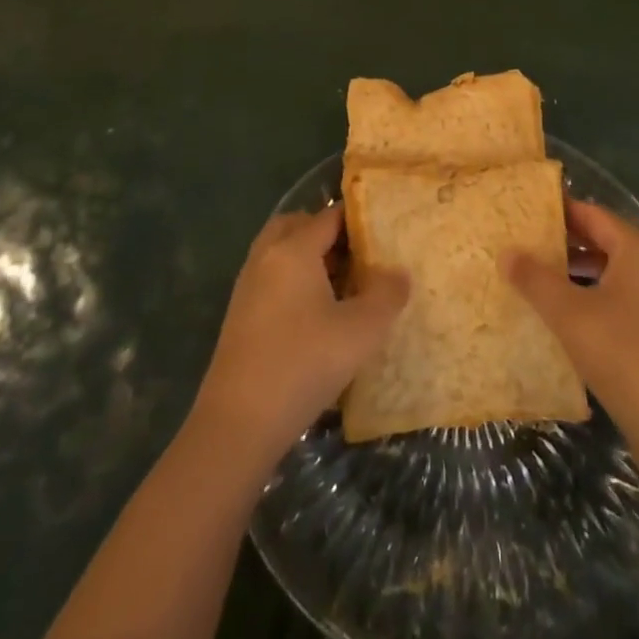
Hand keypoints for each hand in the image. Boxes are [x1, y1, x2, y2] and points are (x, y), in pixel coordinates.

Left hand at [195, 205, 407, 462]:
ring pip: (281, 252)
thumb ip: (386, 295)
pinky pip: (272, 277)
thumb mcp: (361, 331)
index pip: (329, 215)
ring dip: (309, 258)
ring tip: (342, 287)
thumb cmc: (303, 364)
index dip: (358, 220)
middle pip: (298, 225)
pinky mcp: (240, 314)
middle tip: (358, 257)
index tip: (384, 233)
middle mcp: (267, 256)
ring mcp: (248, 285)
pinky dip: (293, 281)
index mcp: (294, 249)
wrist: (239, 422)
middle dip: (328, 234)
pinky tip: (316, 315)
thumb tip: (399, 273)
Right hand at [503, 200, 638, 444]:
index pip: (593, 215)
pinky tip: (567, 321)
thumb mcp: (569, 313)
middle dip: (565, 244)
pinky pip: (623, 304)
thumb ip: (535, 279)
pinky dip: (594, 302)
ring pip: (613, 276)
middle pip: (605, 243)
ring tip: (538, 281)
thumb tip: (506, 251)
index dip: (559, 211)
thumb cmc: (623, 355)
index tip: (525, 212)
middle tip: (525, 245)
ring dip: (578, 276)